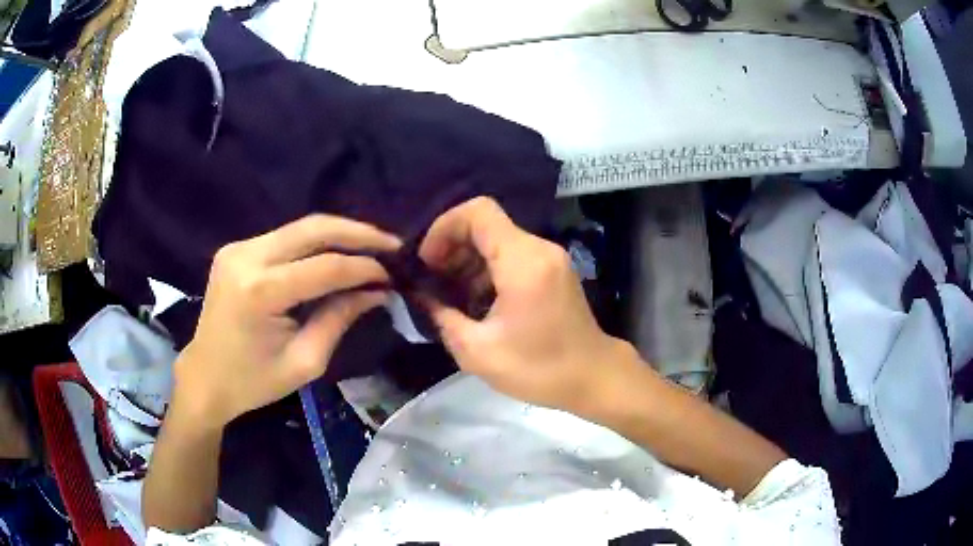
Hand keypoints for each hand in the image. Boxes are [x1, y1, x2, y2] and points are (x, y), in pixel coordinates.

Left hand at [173, 215, 400, 428]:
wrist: (204, 377)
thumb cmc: (253, 382)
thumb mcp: (304, 362)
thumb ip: (339, 319)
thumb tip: (377, 292)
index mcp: (260, 292)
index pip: (325, 267)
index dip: (364, 268)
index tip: (393, 274)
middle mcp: (247, 257)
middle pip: (313, 228)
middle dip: (358, 233)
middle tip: (392, 244)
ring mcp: (238, 248)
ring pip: (300, 227)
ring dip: (339, 234)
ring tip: (371, 247)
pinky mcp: (236, 249)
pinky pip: (285, 237)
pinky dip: (315, 242)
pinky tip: (336, 253)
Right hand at [419, 197, 631, 412]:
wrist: (593, 378)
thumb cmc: (539, 369)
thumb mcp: (478, 352)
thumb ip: (442, 316)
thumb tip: (420, 295)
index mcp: (523, 262)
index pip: (478, 212)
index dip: (444, 227)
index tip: (428, 262)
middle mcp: (539, 249)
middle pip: (486, 224)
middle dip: (452, 246)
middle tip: (433, 281)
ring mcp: (549, 258)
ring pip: (498, 239)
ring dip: (468, 260)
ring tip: (450, 295)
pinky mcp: (553, 270)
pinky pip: (512, 255)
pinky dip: (487, 269)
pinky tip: (475, 301)